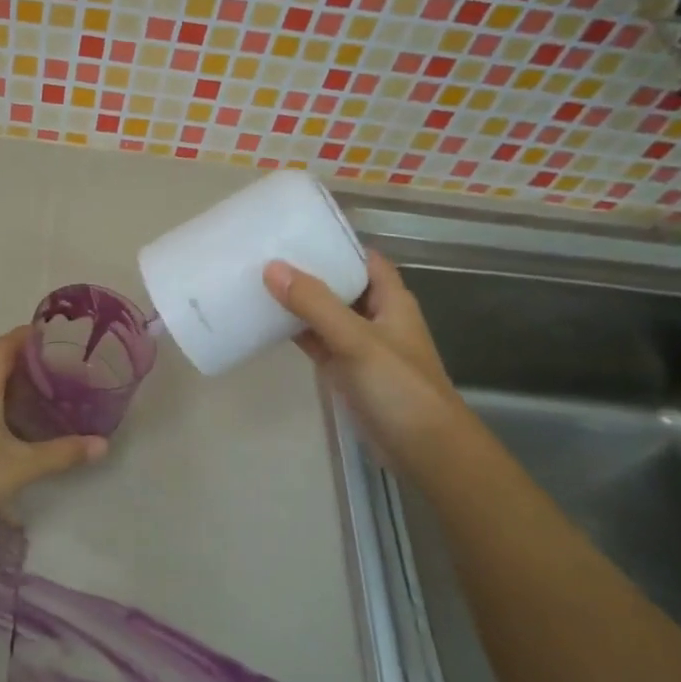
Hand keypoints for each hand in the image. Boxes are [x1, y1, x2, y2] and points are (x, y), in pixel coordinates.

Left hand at [0, 327, 106, 548]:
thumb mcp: (23, 467)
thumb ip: (64, 452)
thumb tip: (103, 445)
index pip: (5, 345)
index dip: (29, 336)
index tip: (56, 336)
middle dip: (23, 359)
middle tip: (58, 366)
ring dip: (7, 380)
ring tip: (41, 389)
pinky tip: (12, 417)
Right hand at [264, 250, 461, 459]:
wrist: (424, 449)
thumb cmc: (400, 387)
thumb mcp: (357, 340)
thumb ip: (315, 305)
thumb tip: (271, 267)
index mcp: (391, 300)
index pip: (363, 258)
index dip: (335, 243)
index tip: (295, 231)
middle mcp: (376, 317)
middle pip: (339, 284)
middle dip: (308, 270)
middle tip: (264, 254)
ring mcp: (360, 346)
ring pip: (325, 314)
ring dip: (298, 301)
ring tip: (256, 281)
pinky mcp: (345, 371)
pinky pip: (317, 342)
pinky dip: (295, 332)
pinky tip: (265, 323)